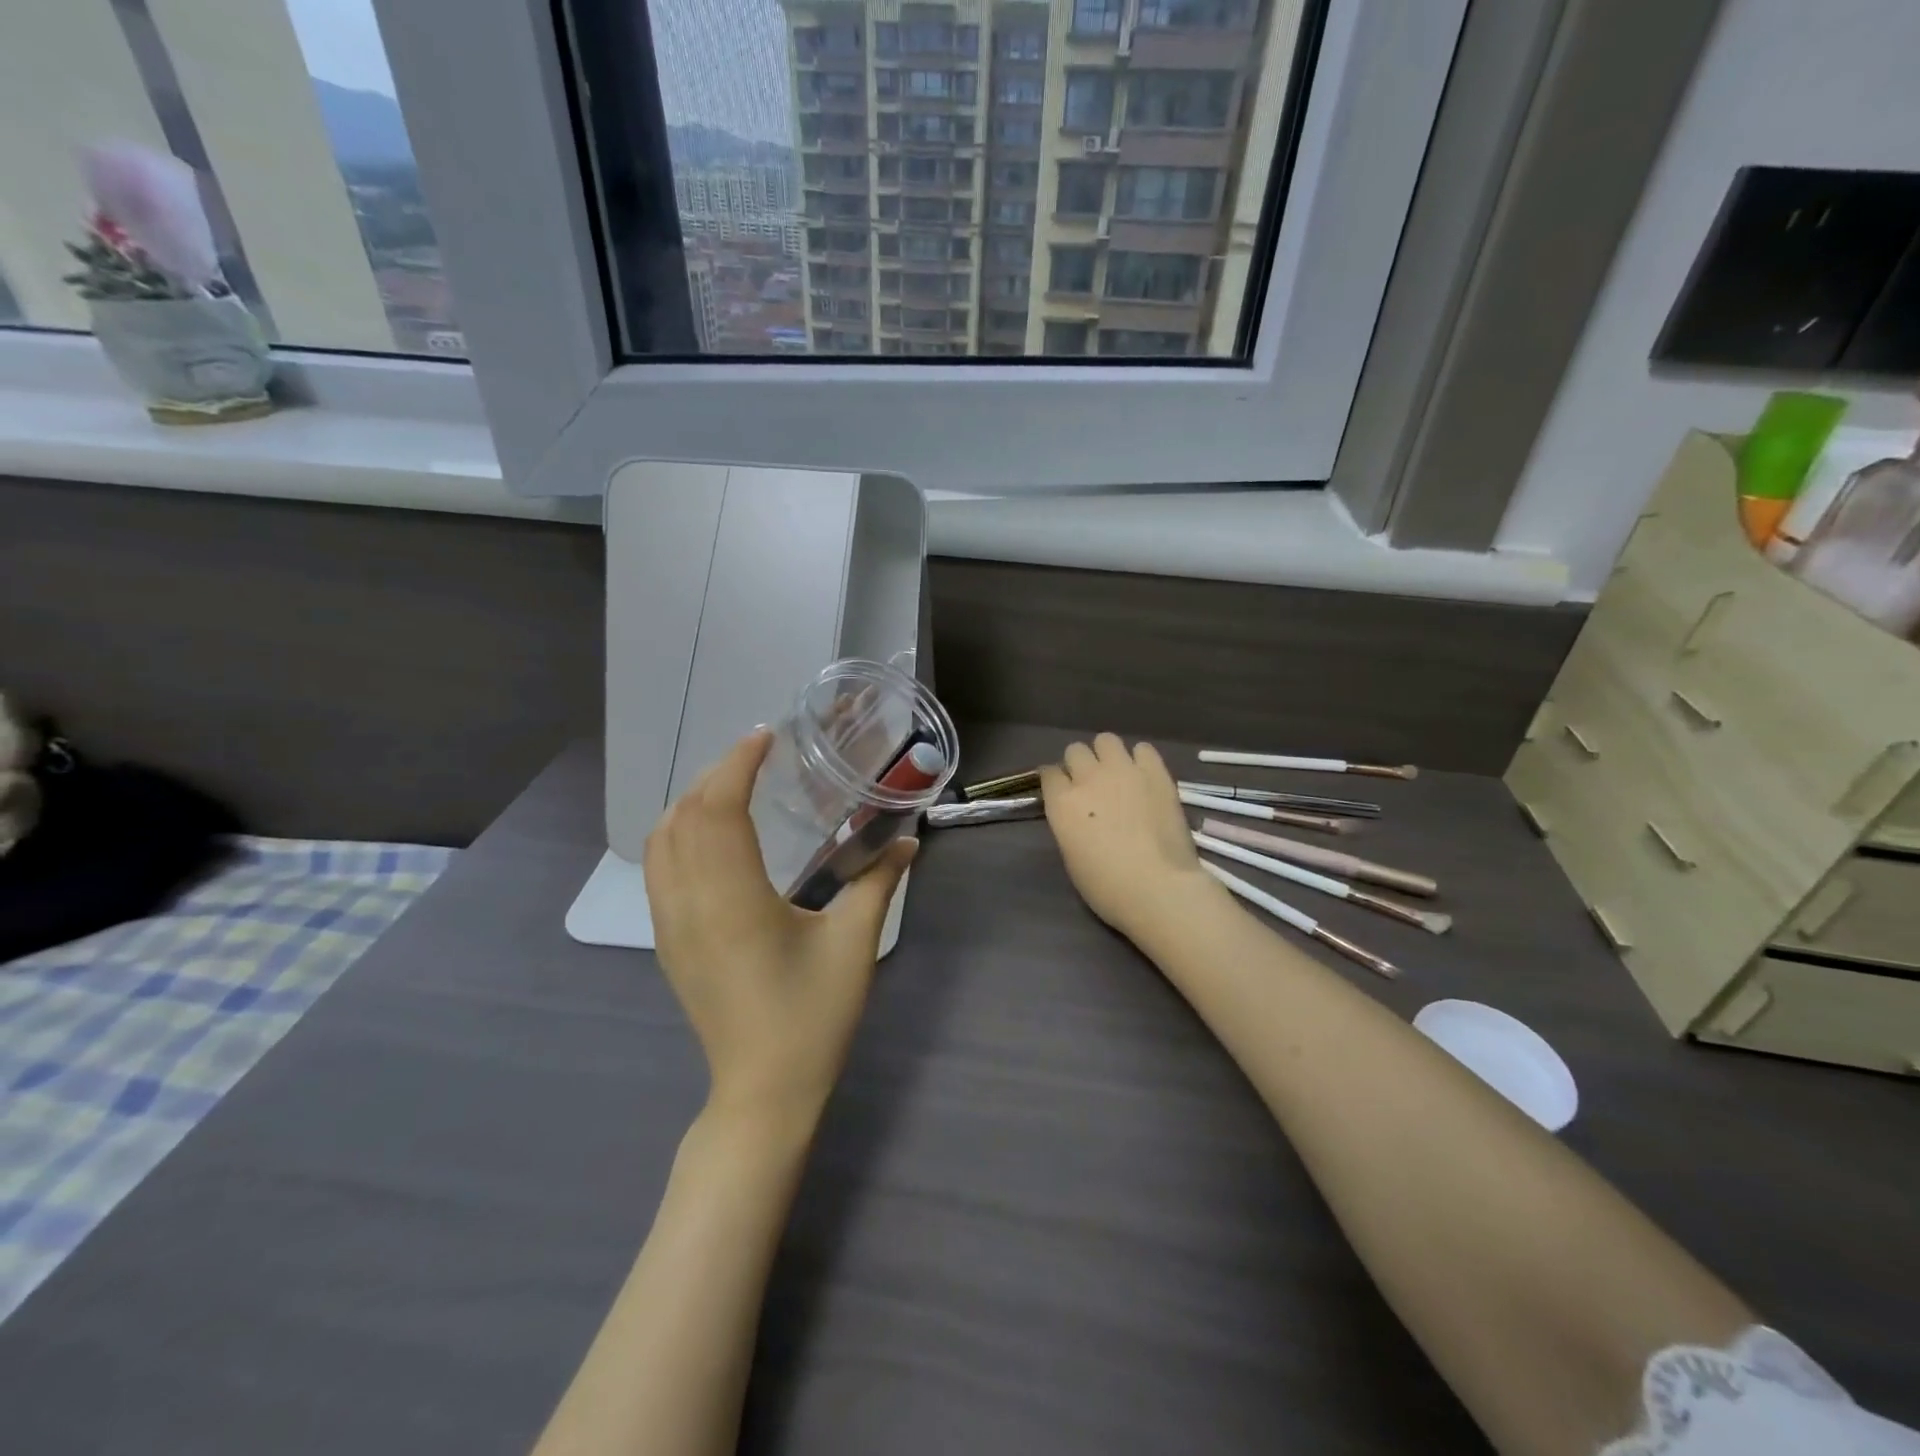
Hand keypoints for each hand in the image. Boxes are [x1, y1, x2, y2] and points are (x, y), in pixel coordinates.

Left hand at [644, 731, 915, 1120]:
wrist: (762, 1091)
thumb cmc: (812, 1018)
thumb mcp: (853, 946)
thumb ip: (879, 883)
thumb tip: (909, 840)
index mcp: (734, 902)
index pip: (718, 811)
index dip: (736, 765)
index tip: (766, 737)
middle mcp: (690, 905)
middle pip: (683, 817)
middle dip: (715, 774)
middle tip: (757, 756)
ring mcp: (670, 925)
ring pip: (660, 841)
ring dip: (691, 801)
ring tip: (733, 786)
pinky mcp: (668, 942)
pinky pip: (658, 868)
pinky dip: (678, 833)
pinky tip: (714, 836)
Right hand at [1040, 733, 1211, 944]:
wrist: (1158, 887)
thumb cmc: (1107, 886)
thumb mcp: (1071, 856)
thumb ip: (1069, 824)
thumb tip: (1077, 813)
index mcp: (1062, 802)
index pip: (1048, 773)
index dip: (1055, 781)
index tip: (1062, 791)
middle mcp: (1088, 777)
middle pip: (1075, 751)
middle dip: (1079, 764)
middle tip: (1091, 784)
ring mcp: (1123, 770)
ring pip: (1106, 740)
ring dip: (1107, 755)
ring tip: (1118, 774)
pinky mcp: (1156, 772)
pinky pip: (1143, 748)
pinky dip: (1140, 759)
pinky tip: (1144, 776)